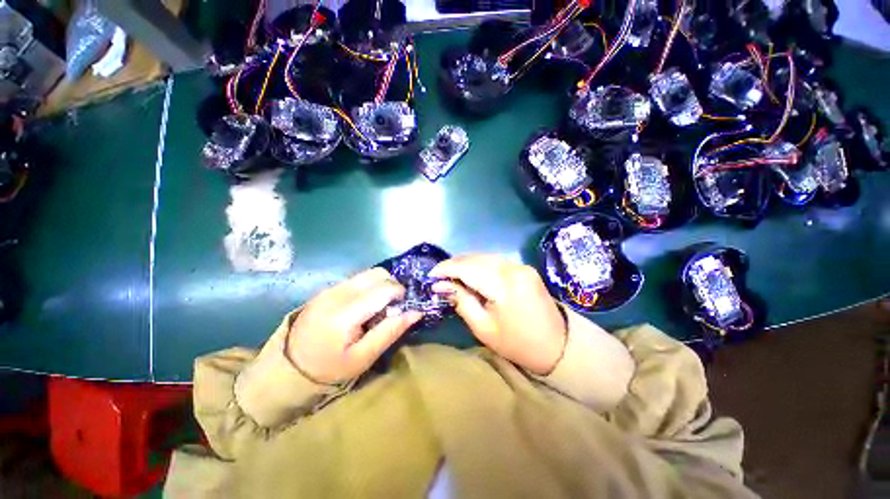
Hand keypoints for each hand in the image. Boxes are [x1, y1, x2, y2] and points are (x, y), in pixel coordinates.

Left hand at [286, 268, 422, 383]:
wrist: (289, 367)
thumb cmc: (330, 367)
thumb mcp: (364, 357)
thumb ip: (390, 331)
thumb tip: (416, 312)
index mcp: (345, 312)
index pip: (383, 288)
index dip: (400, 293)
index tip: (404, 306)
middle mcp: (338, 293)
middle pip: (377, 273)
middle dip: (392, 285)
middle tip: (394, 305)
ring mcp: (330, 288)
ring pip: (368, 273)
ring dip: (381, 284)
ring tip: (380, 305)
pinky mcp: (327, 289)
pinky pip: (357, 279)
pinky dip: (369, 286)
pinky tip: (365, 305)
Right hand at [430, 255, 566, 374]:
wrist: (558, 346)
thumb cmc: (518, 344)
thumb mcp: (483, 327)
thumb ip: (461, 301)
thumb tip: (440, 285)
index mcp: (504, 284)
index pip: (467, 267)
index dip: (446, 268)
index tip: (430, 275)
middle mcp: (513, 268)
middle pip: (475, 258)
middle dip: (454, 265)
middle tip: (439, 278)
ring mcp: (521, 266)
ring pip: (485, 257)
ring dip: (466, 264)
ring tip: (452, 277)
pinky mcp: (524, 268)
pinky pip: (495, 262)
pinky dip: (479, 266)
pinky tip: (471, 275)